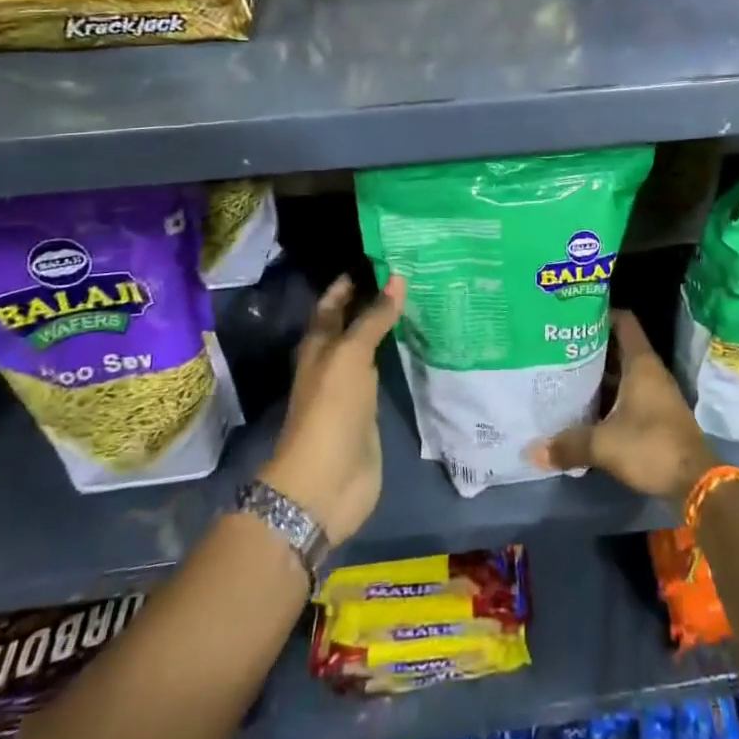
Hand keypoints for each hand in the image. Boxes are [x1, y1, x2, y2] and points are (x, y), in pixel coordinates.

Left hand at [258, 274, 404, 546]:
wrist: (325, 482)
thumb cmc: (331, 410)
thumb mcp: (350, 355)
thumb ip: (373, 318)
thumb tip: (397, 277)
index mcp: (319, 345)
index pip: (332, 303)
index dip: (350, 281)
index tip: (379, 256)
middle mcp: (333, 362)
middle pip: (351, 323)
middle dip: (373, 300)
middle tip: (409, 274)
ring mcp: (351, 388)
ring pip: (369, 347)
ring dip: (387, 327)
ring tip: (419, 300)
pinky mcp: (369, 411)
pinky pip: (384, 373)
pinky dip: (397, 356)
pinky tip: (419, 343)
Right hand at [527, 310, 718, 503]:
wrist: (695, 482)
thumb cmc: (651, 447)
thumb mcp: (604, 445)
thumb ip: (569, 444)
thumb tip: (532, 451)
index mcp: (641, 364)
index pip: (623, 322)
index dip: (601, 313)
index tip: (574, 315)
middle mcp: (650, 372)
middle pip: (619, 347)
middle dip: (591, 346)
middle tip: (559, 346)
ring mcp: (656, 393)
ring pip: (623, 372)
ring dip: (599, 374)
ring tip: (565, 373)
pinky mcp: (657, 414)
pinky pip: (628, 393)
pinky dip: (608, 395)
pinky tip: (585, 406)